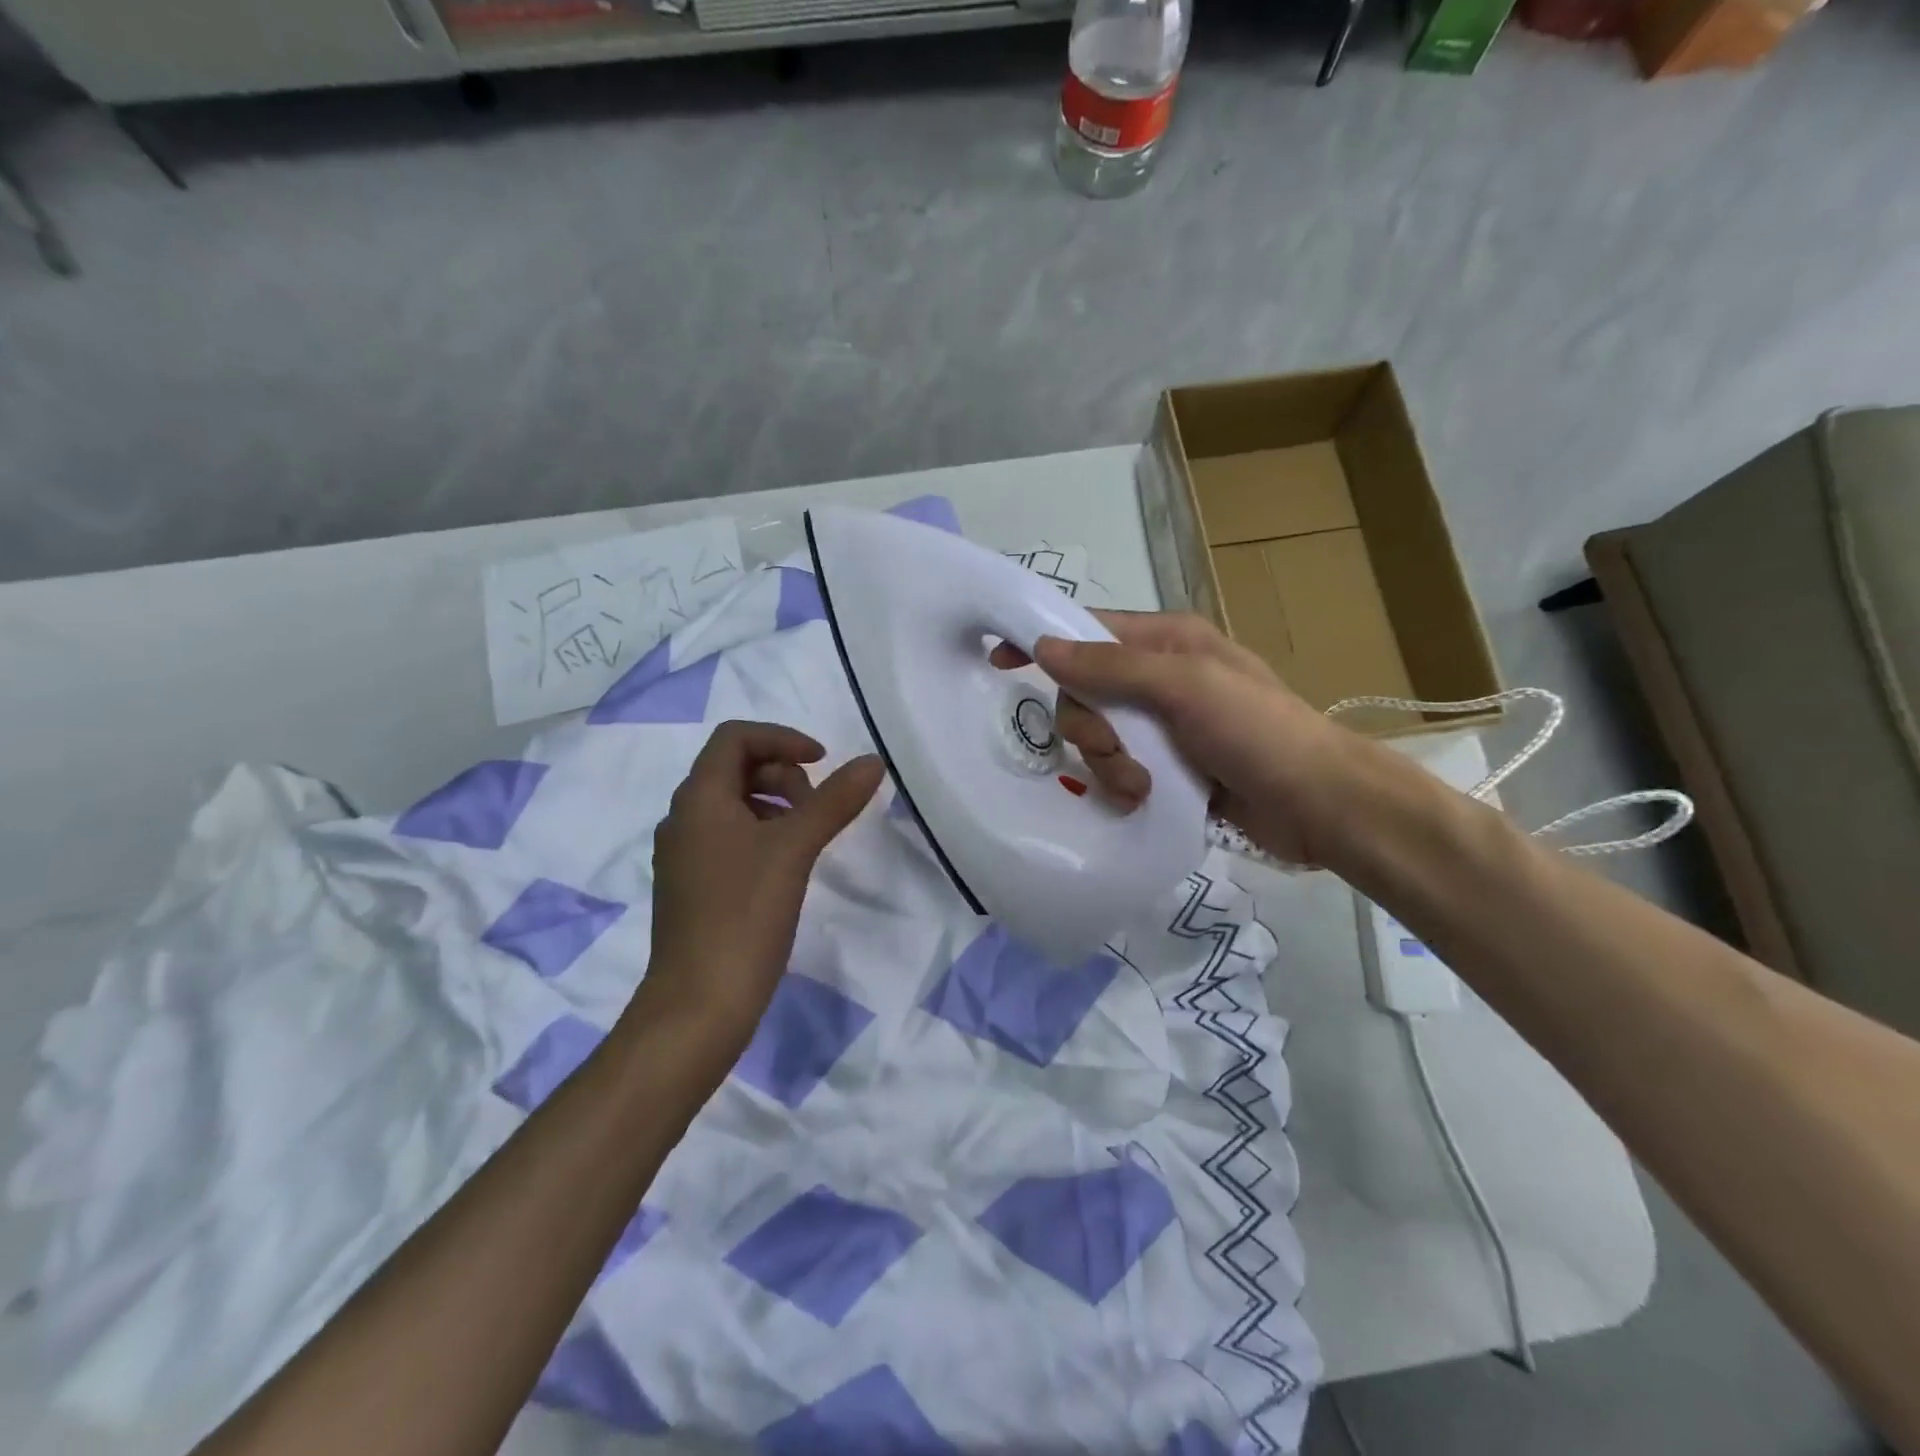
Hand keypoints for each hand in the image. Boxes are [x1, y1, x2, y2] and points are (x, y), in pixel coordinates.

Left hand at [642, 721, 884, 1045]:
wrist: (699, 1003)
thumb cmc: (744, 915)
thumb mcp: (795, 849)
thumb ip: (834, 800)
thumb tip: (872, 761)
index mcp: (699, 798)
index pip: (735, 738)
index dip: (782, 738)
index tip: (822, 763)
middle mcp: (683, 818)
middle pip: (733, 768)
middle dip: (782, 773)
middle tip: (816, 807)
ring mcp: (684, 855)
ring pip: (732, 804)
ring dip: (774, 804)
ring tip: (807, 837)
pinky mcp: (692, 886)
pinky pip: (728, 837)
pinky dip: (762, 833)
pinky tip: (786, 867)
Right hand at [992, 611, 1359, 866]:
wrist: (1320, 804)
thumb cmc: (1257, 732)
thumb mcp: (1186, 688)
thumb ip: (1113, 667)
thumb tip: (1043, 646)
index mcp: (1167, 641)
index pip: (1088, 630)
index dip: (1045, 643)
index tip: (1000, 662)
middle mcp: (1160, 677)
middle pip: (1084, 692)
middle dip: (1090, 727)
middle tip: (1116, 751)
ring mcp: (1164, 724)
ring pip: (1097, 736)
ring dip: (1108, 764)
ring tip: (1141, 786)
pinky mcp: (1169, 766)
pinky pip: (1118, 768)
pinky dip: (1122, 784)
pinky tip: (1144, 799)